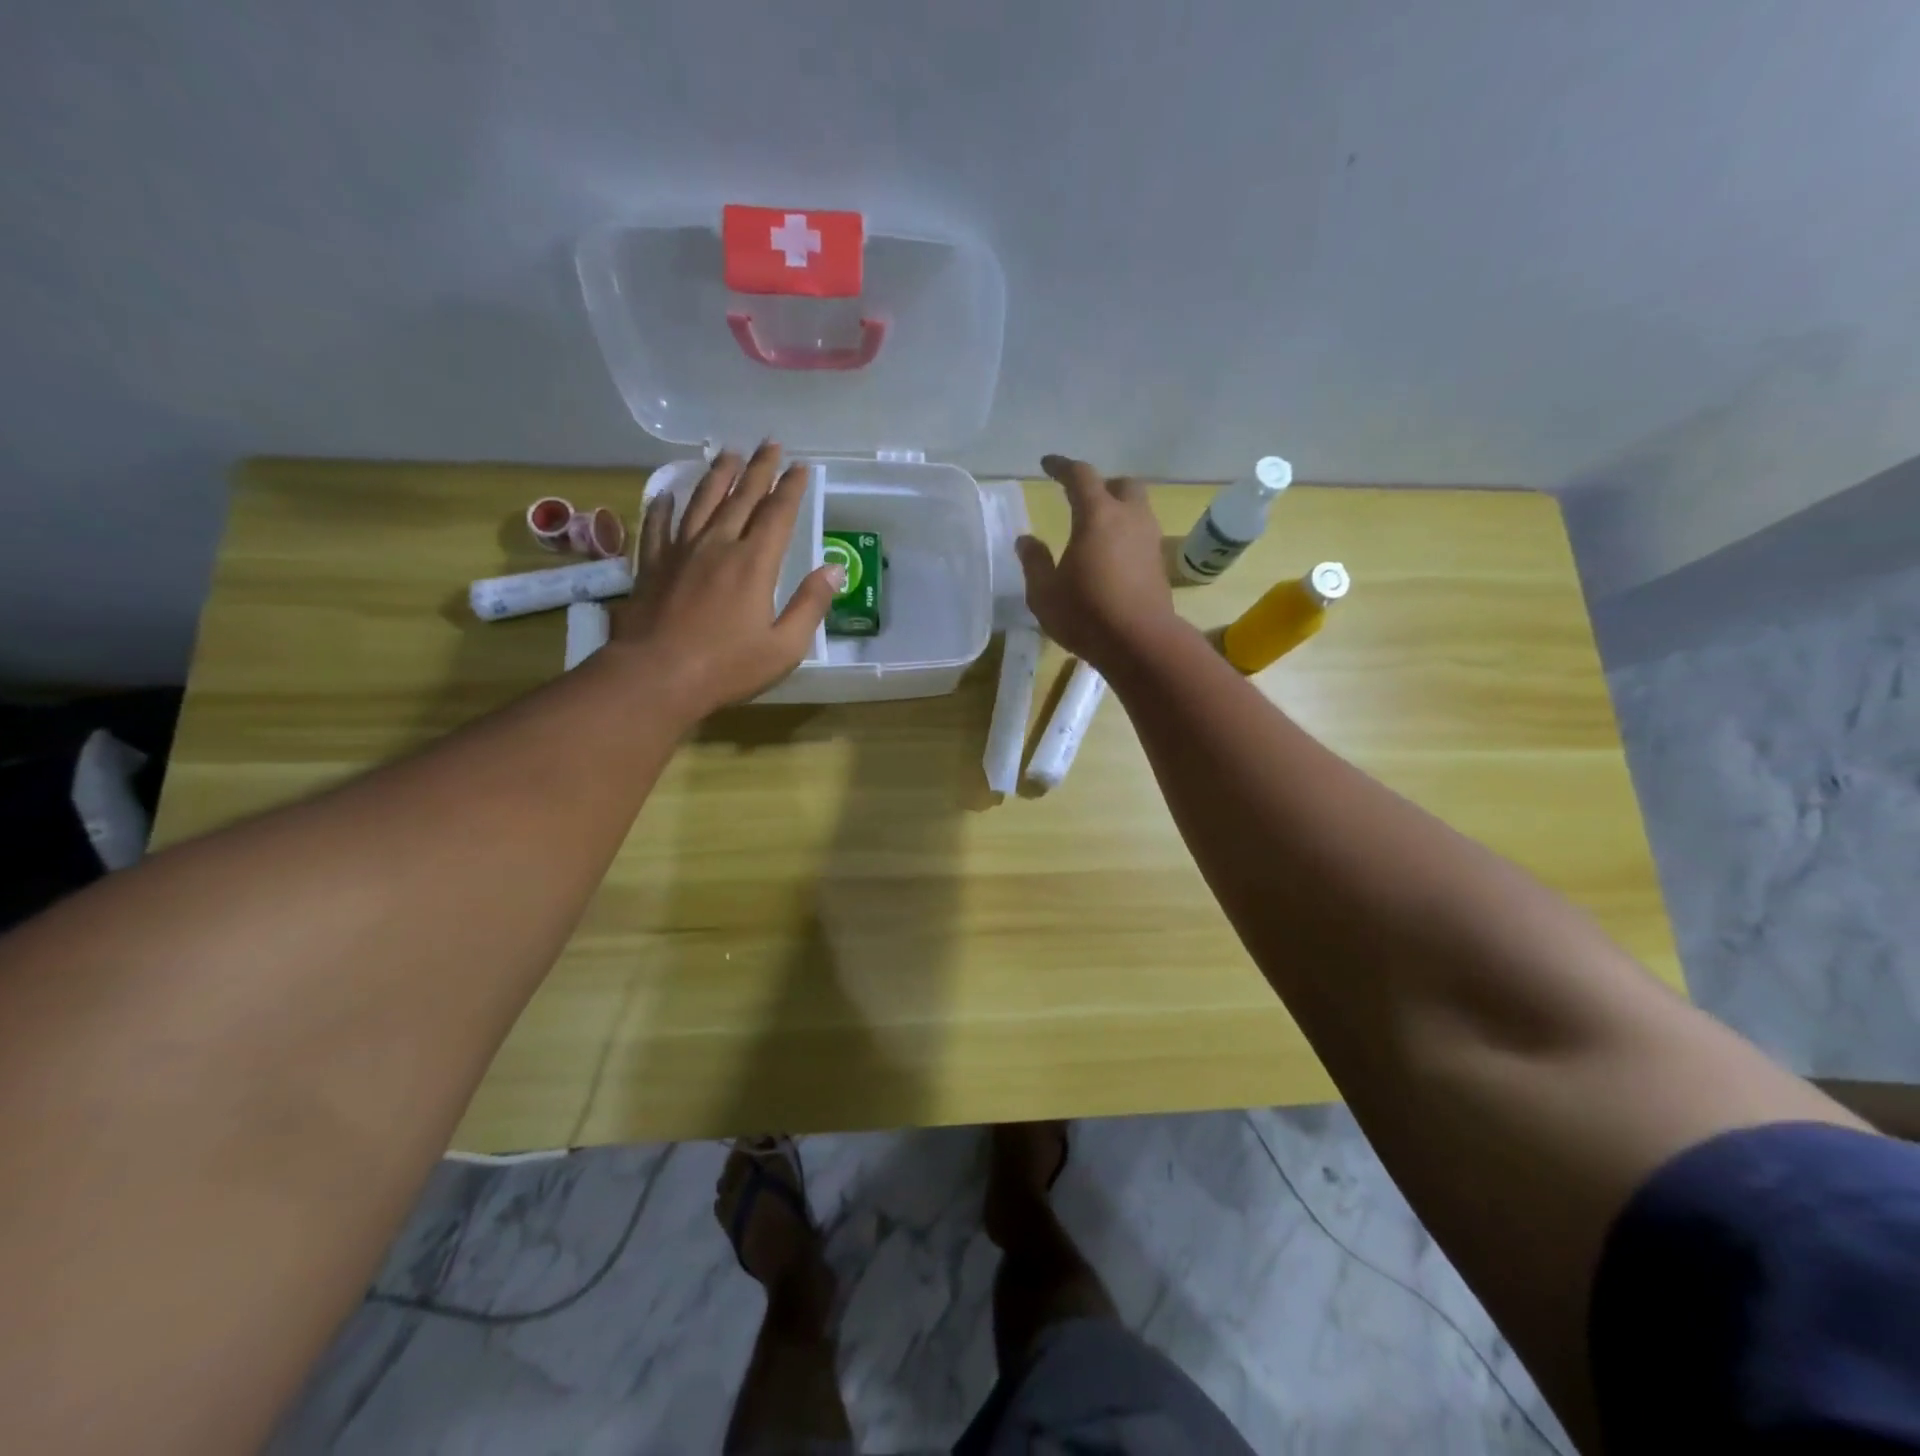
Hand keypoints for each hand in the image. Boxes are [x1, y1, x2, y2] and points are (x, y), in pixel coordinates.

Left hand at [609, 443, 841, 717]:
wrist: (656, 677)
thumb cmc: (727, 667)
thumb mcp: (784, 646)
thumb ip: (810, 605)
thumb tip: (835, 569)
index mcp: (754, 564)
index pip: (778, 514)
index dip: (791, 487)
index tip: (801, 466)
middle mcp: (718, 545)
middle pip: (741, 497)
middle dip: (759, 469)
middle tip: (770, 443)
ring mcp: (680, 552)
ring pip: (701, 502)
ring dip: (718, 475)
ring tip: (729, 453)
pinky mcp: (652, 566)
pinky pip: (658, 526)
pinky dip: (664, 507)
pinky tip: (667, 494)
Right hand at [1016, 454, 1178, 666]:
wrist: (1141, 643)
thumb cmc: (1086, 614)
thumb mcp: (1044, 593)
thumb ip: (1034, 562)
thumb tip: (1026, 540)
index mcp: (1097, 515)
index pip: (1080, 476)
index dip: (1062, 466)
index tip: (1047, 464)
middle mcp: (1128, 518)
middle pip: (1121, 484)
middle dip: (1101, 485)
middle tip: (1081, 499)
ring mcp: (1149, 540)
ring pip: (1136, 508)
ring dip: (1117, 510)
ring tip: (1096, 530)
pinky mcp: (1158, 564)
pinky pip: (1141, 534)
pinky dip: (1125, 535)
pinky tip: (1111, 556)